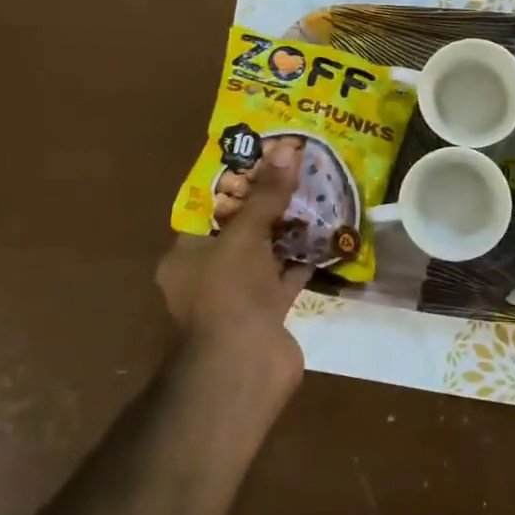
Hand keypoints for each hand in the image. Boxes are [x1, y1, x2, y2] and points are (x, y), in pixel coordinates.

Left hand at [155, 141, 311, 393]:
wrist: (245, 366)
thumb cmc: (230, 293)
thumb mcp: (246, 234)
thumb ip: (267, 194)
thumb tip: (287, 148)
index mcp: (186, 255)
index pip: (209, 210)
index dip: (235, 184)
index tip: (262, 159)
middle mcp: (209, 274)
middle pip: (240, 230)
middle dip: (267, 204)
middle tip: (295, 173)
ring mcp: (240, 295)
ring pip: (265, 253)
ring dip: (289, 230)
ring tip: (316, 194)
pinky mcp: (268, 312)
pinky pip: (286, 276)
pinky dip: (304, 258)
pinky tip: (328, 234)